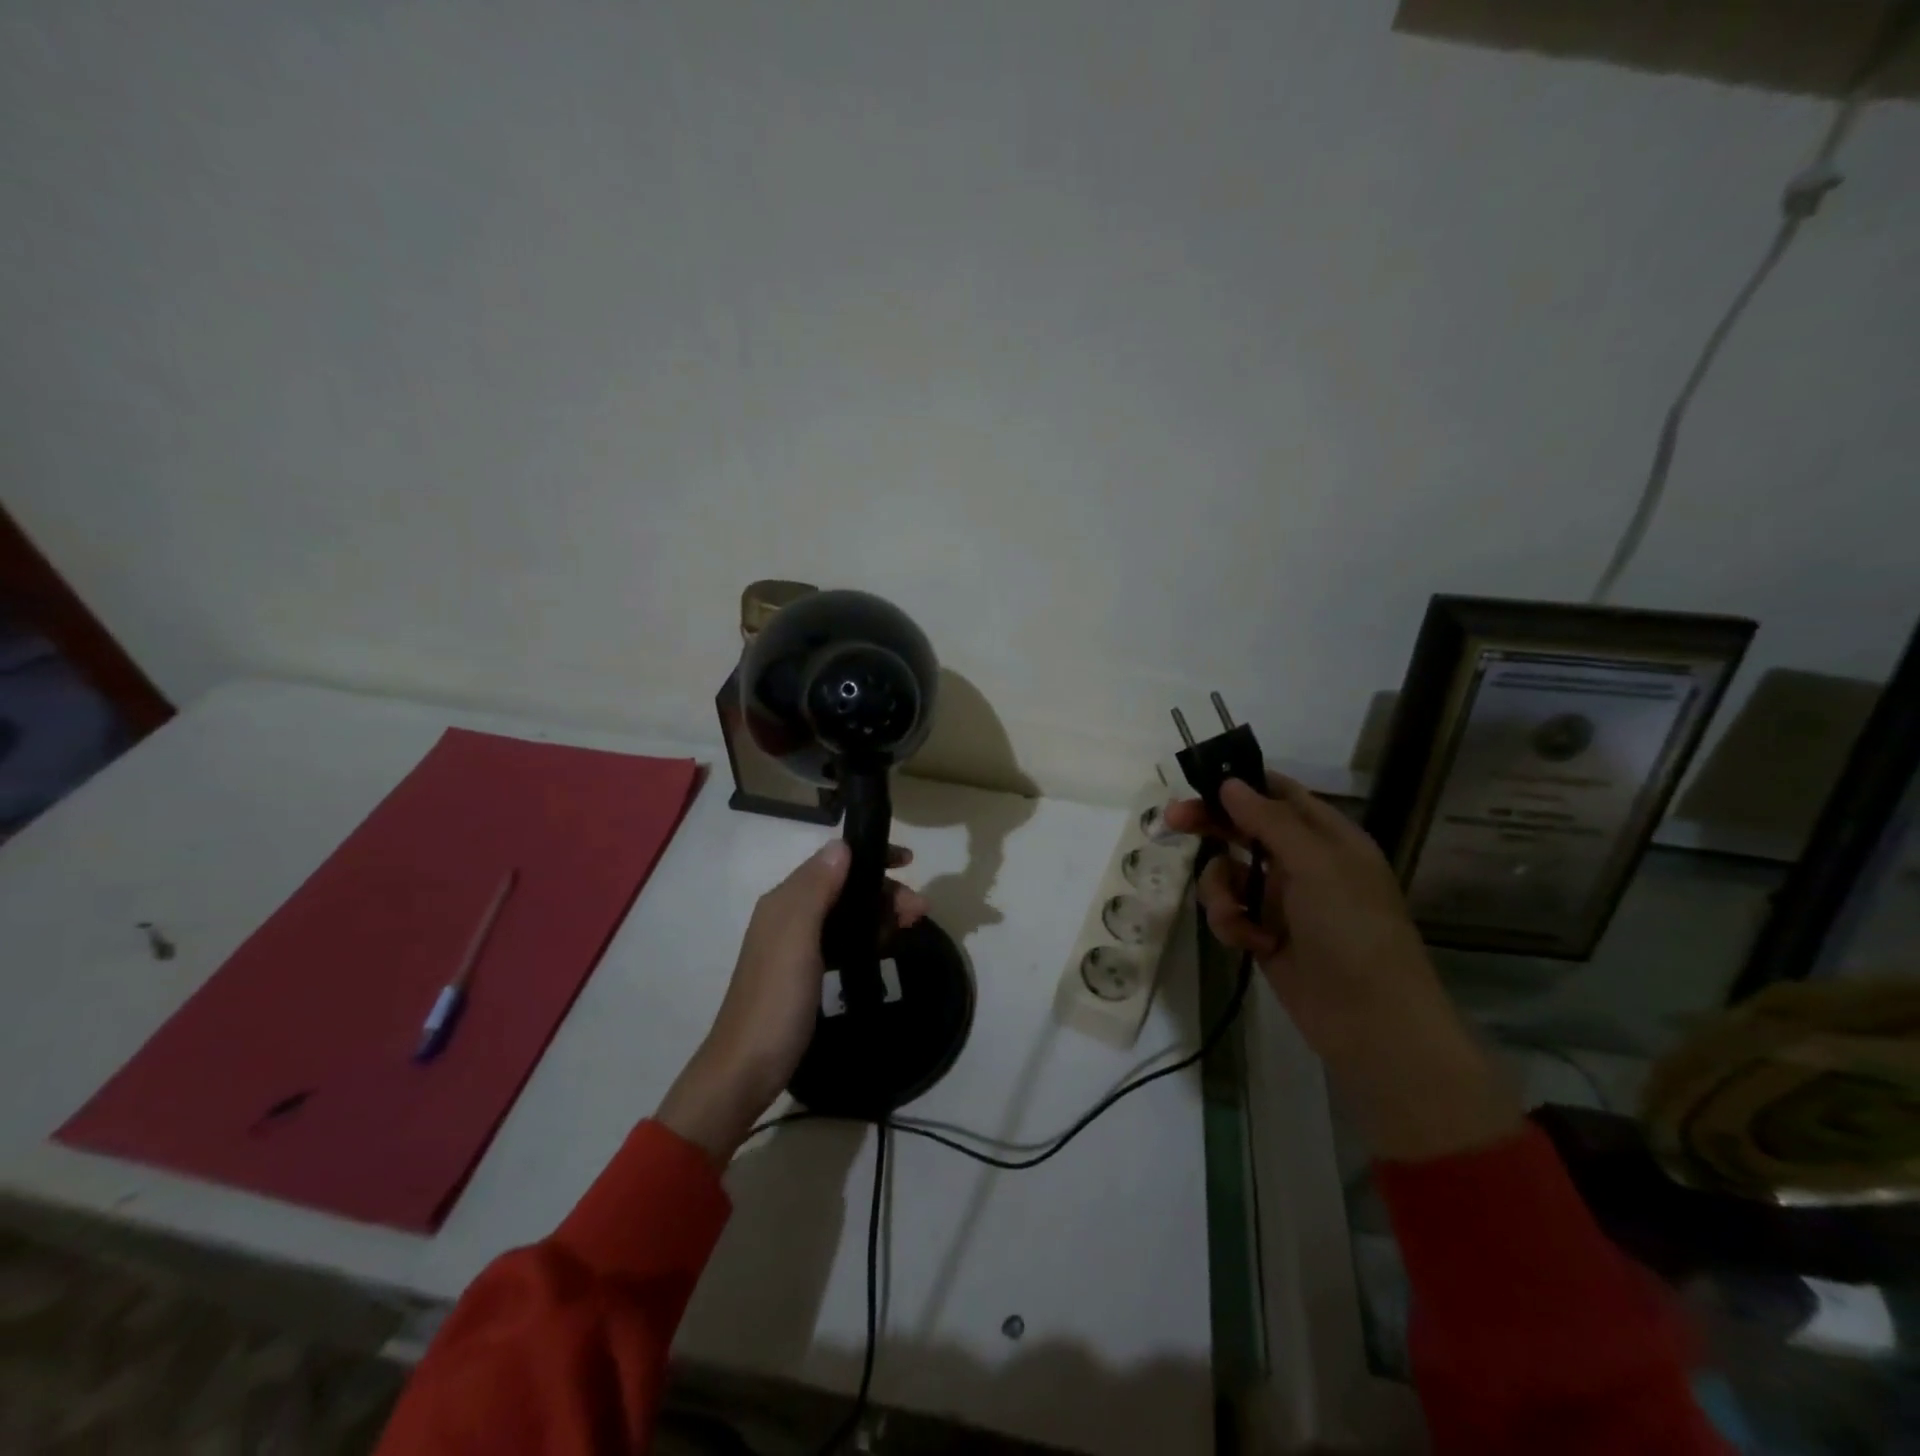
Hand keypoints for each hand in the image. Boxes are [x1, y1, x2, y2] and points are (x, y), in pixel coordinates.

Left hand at [655, 841, 927, 1165]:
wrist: (746, 1070)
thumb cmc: (775, 1001)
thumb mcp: (796, 938)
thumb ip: (816, 889)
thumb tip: (842, 845)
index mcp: (785, 900)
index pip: (833, 861)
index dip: (870, 856)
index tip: (909, 861)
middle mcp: (789, 914)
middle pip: (844, 887)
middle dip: (883, 890)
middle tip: (919, 911)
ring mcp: (796, 945)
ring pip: (846, 913)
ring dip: (879, 913)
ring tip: (911, 927)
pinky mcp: (806, 971)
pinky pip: (842, 938)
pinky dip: (866, 935)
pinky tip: (884, 947)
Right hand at [1166, 775, 1519, 1161]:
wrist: (1371, 1021)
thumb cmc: (1352, 929)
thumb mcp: (1315, 864)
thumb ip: (1269, 820)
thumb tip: (1230, 783)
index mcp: (1327, 837)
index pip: (1279, 793)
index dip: (1241, 783)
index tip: (1200, 779)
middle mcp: (1303, 862)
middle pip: (1244, 829)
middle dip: (1211, 827)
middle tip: (1172, 822)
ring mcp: (1282, 900)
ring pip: (1227, 873)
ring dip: (1219, 890)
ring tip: (1233, 916)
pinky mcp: (1264, 934)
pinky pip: (1229, 912)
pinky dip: (1230, 924)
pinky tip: (1248, 943)